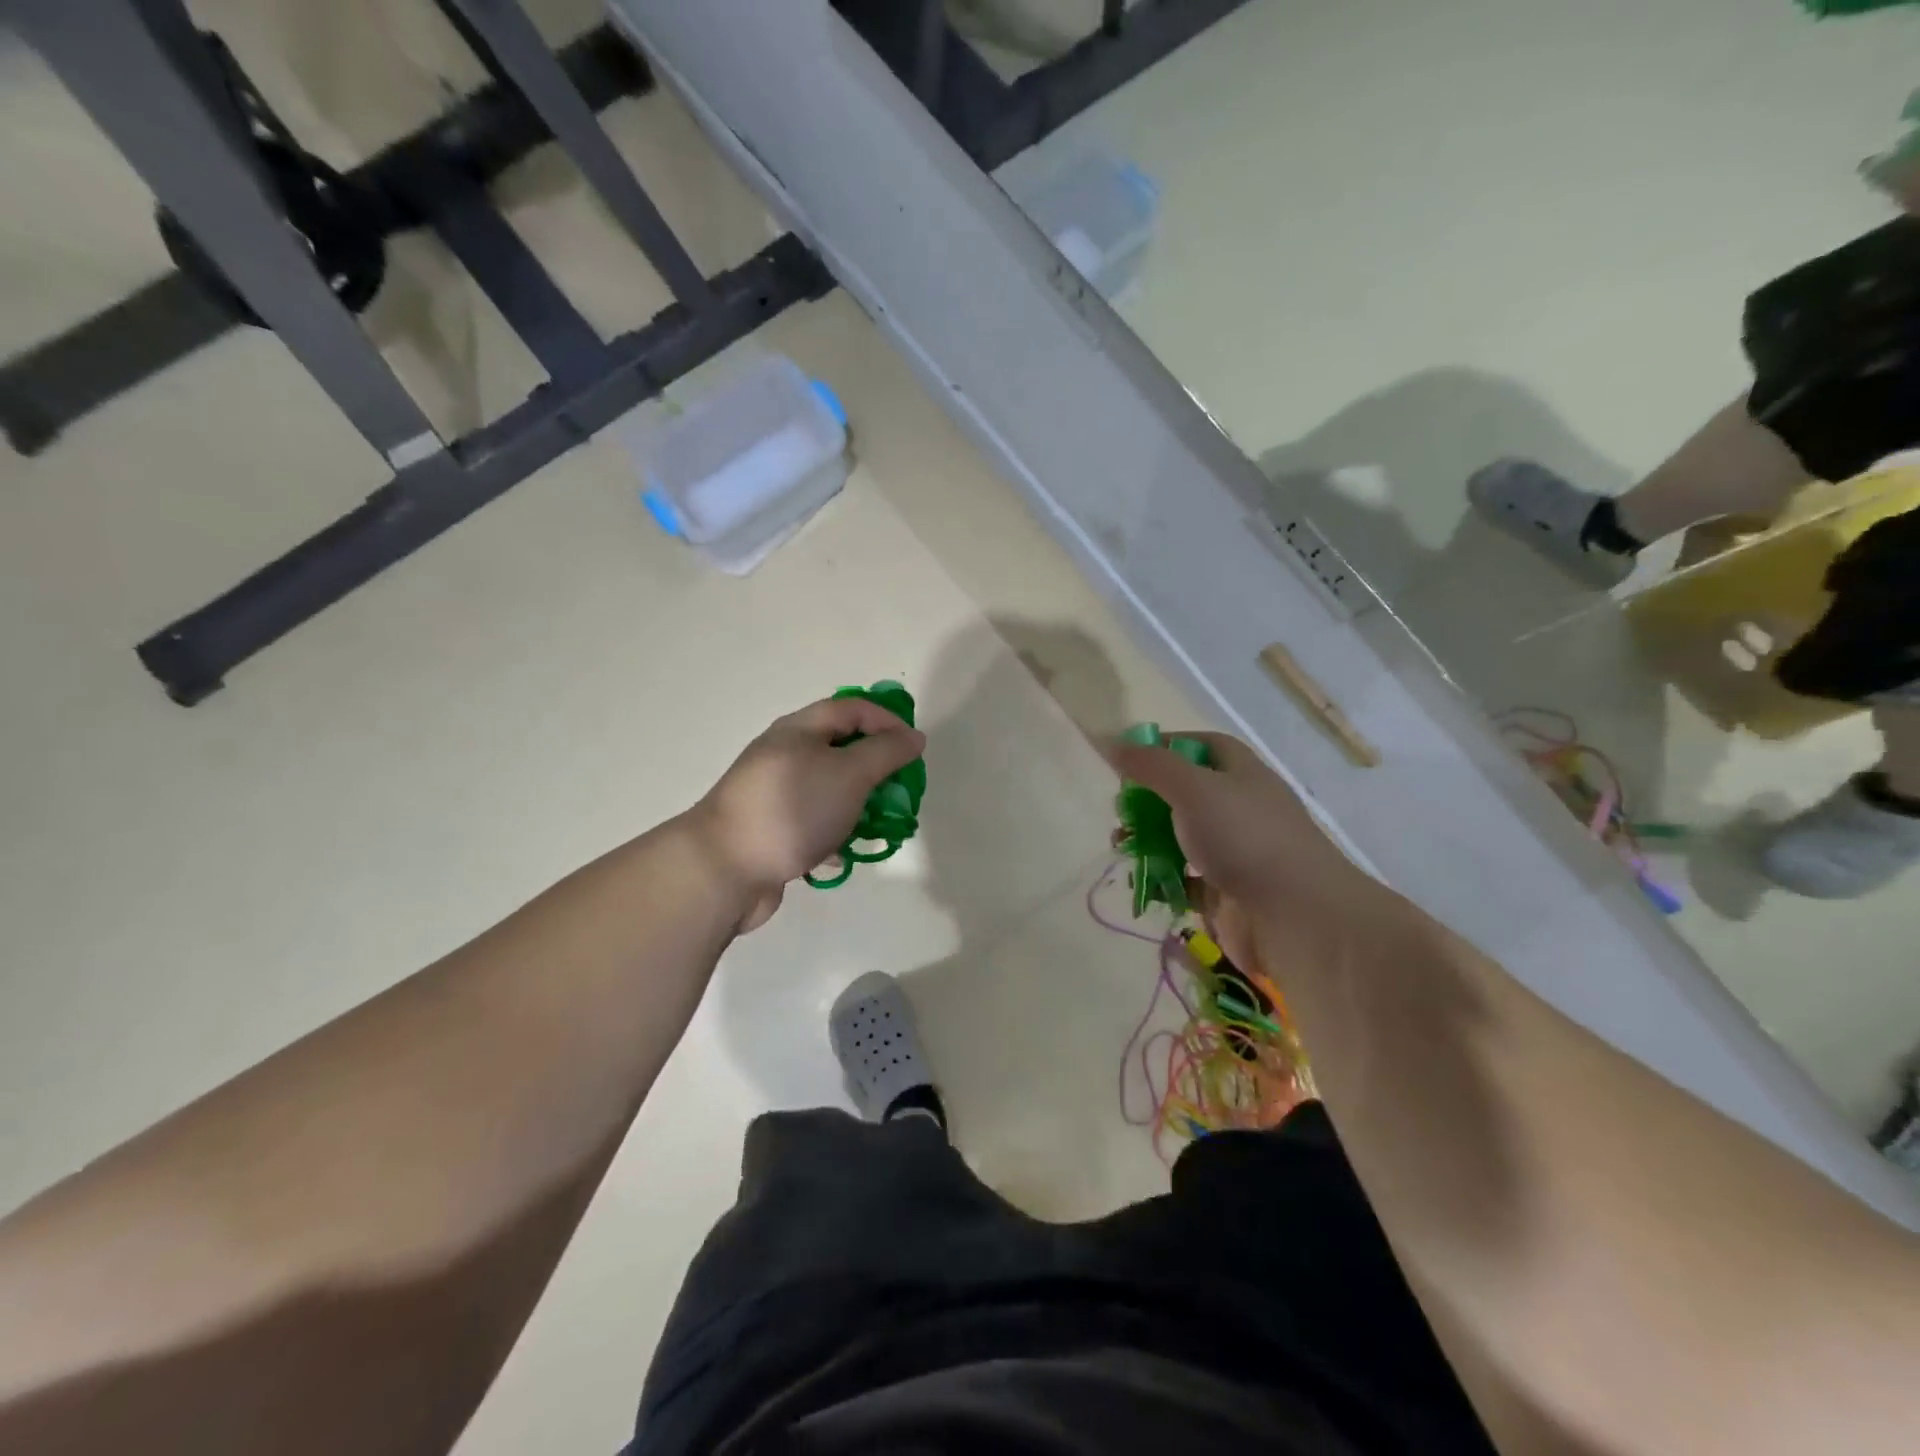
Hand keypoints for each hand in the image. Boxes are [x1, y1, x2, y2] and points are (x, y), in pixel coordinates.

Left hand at [688, 696, 925, 932]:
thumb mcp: (849, 773)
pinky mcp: (771, 829)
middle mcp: (784, 755)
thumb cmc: (793, 809)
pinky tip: (841, 855)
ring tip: (877, 826)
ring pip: (829, 789)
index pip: (851, 708)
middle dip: (876, 768)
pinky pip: (812, 823)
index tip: (914, 749)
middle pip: (840, 749)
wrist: (724, 869)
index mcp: (799, 730)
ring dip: (857, 805)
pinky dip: (832, 834)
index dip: (888, 720)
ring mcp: (775, 794)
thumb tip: (912, 736)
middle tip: (900, 791)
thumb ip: (886, 752)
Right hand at [1110, 730, 1388, 968]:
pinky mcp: (1227, 892)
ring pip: (1183, 838)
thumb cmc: (1244, 838)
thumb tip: (1111, 742)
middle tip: (1121, 812)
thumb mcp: (1193, 788)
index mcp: (1242, 773)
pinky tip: (1142, 883)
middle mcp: (1241, 808)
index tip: (1130, 759)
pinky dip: (1163, 880)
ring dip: (1149, 841)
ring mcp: (1236, 852)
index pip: (1203, 745)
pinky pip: (1186, 880)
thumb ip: (1150, 765)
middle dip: (1148, 801)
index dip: (1167, 746)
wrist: (1296, 917)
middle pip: (1187, 794)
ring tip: (1121, 848)